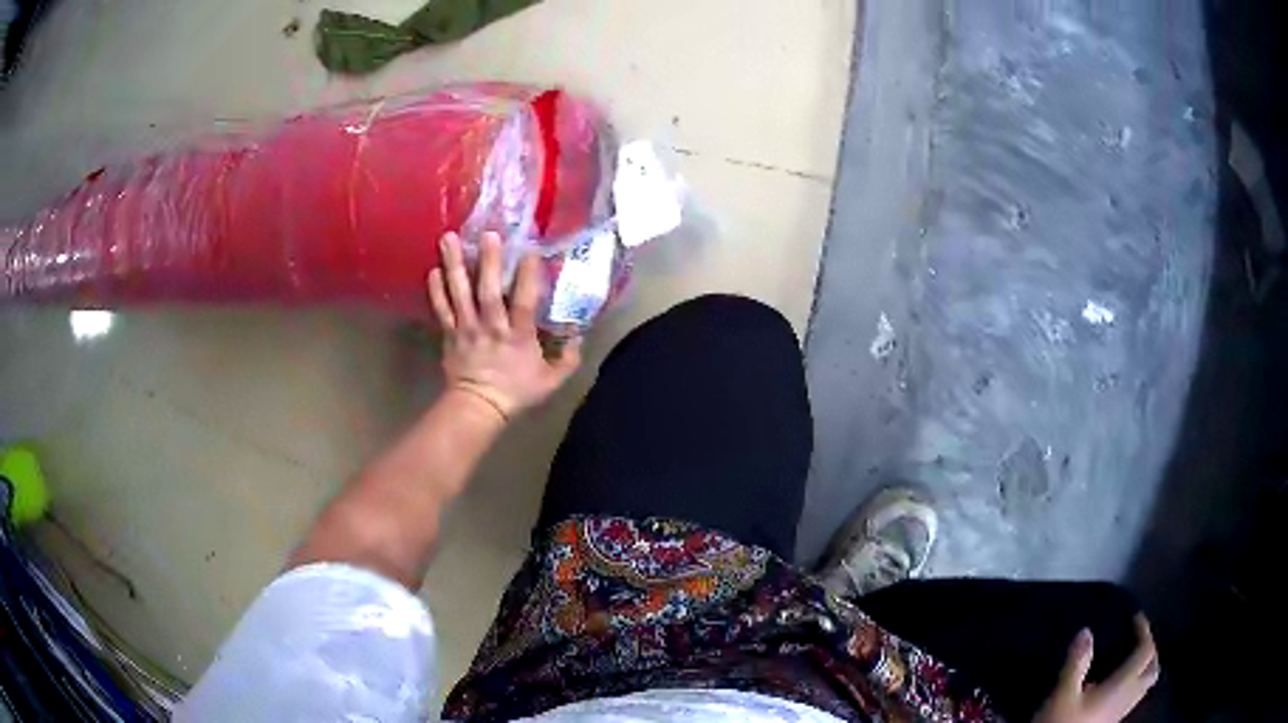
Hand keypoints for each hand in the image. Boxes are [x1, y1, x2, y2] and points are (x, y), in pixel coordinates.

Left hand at [428, 231, 581, 420]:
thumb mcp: (551, 381)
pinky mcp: (450, 334)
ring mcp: (467, 329)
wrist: (478, 408)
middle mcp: (492, 327)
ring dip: (455, 265)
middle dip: (488, 262)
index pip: (525, 303)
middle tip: (488, 234)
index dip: (528, 278)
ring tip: (449, 238)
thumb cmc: (516, 392)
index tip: (530, 252)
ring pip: (460, 294)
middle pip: (489, 292)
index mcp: (519, 336)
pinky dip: (436, 290)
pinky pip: (441, 309)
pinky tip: (433, 269)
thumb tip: (580, 336)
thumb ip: (568, 358)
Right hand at [1035, 615, 1159, 722]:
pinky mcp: (1112, 722)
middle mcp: (1128, 697)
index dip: (1145, 631)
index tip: (1135, 618)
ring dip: (1144, 668)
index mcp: (1123, 685)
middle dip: (1150, 651)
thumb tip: (1087, 632)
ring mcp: (1121, 712)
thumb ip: (1077, 663)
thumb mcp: (1063, 694)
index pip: (1146, 651)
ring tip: (1130, 660)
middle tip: (1138, 639)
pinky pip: (1133, 697)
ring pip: (1145, 685)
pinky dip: (1133, 684)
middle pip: (1152, 669)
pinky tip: (1116, 687)